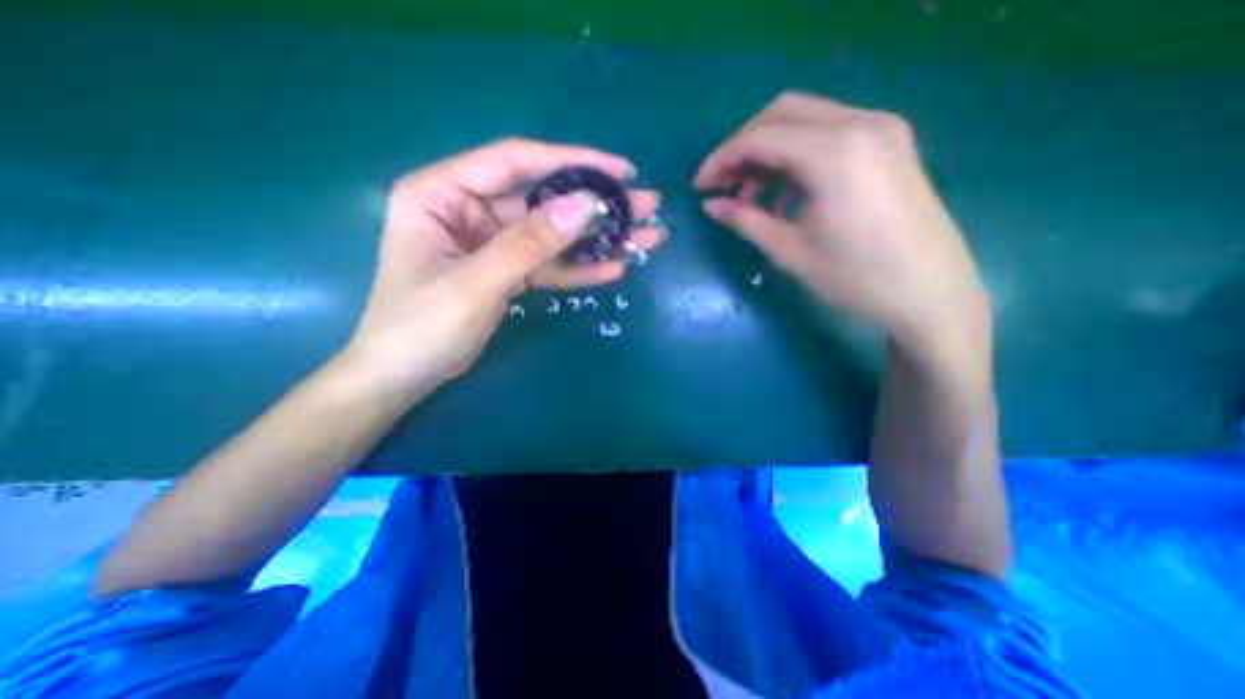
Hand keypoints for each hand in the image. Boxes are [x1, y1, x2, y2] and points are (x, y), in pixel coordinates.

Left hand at [343, 138, 665, 397]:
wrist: (404, 377)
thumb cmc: (420, 328)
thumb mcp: (475, 284)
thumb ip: (528, 244)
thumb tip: (584, 206)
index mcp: (442, 193)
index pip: (515, 162)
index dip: (570, 161)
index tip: (619, 170)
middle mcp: (469, 209)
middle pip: (542, 199)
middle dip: (595, 204)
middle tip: (645, 205)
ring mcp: (491, 242)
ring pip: (552, 234)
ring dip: (596, 238)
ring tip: (643, 237)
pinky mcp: (507, 271)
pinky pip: (548, 264)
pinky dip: (578, 268)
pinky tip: (612, 268)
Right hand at [691, 90, 992, 356]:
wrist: (929, 294)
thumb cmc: (855, 279)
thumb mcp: (790, 251)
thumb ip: (746, 220)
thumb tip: (710, 206)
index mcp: (835, 153)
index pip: (760, 137)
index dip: (722, 159)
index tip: (700, 186)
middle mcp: (862, 124)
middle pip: (782, 113)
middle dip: (743, 146)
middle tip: (723, 185)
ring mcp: (882, 129)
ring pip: (806, 119)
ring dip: (769, 150)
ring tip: (752, 195)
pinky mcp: (890, 142)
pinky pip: (829, 132)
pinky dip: (797, 154)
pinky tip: (786, 191)